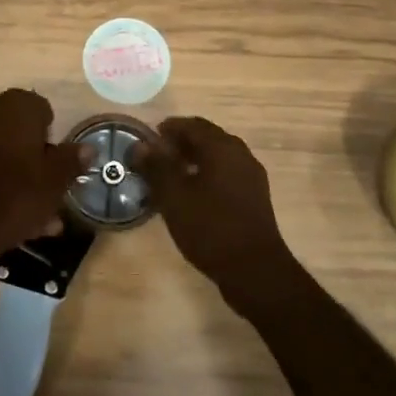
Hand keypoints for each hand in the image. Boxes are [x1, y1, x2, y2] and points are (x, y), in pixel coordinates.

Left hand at [0, 89, 83, 268]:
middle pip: (24, 134)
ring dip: (23, 179)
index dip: (54, 139)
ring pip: (7, 154)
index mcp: (16, 106)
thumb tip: (87, 148)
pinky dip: (2, 184)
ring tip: (41, 218)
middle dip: (39, 162)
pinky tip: (18, 220)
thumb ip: (72, 160)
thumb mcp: (55, 180)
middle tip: (52, 194)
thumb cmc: (16, 196)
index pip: (44, 111)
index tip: (58, 167)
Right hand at [133, 116, 298, 303]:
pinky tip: (192, 194)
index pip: (192, 125)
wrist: (254, 270)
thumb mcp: (174, 197)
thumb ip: (156, 167)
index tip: (149, 138)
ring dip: (194, 159)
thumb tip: (140, 146)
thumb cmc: (210, 228)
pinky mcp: (255, 197)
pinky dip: (207, 174)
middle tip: (157, 157)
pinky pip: (227, 174)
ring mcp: (251, 176)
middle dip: (181, 143)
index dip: (169, 128)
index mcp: (222, 147)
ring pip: (218, 157)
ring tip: (170, 176)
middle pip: (207, 138)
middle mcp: (240, 154)